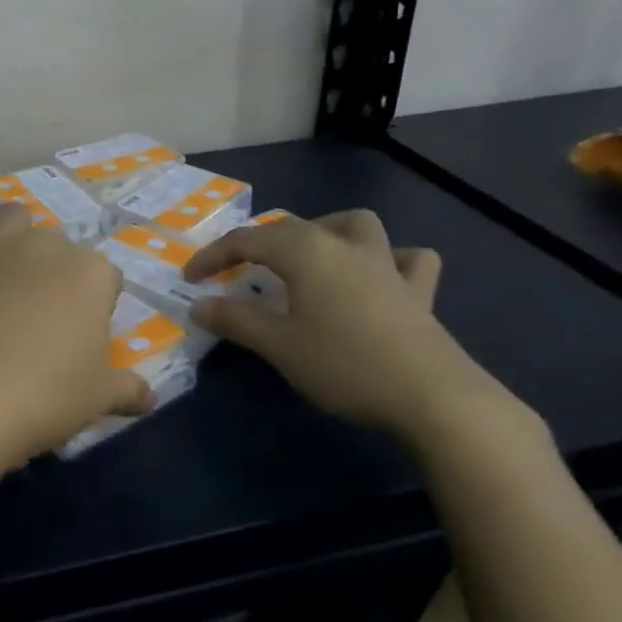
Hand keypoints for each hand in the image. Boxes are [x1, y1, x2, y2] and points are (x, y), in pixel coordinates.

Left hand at [0, 180, 151, 477]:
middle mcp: (47, 245)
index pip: (107, 278)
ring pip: (14, 217)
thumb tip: (151, 399)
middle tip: (42, 316)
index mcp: (91, 273)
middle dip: (56, 272)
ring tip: (8, 263)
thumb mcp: (98, 398)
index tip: (83, 336)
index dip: (97, 306)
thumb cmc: (43, 396)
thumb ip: (128, 389)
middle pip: (60, 247)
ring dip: (16, 232)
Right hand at [184, 209, 500, 443]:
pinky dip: (390, 260)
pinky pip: (407, 260)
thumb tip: (199, 304)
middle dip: (259, 243)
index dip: (214, 256)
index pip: (247, 240)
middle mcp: (344, 245)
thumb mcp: (278, 345)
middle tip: (240, 272)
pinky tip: (380, 277)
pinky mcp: (418, 291)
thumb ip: (236, 320)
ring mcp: (386, 264)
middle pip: (293, 227)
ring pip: (355, 224)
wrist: (431, 396)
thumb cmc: (344, 365)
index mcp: (305, 251)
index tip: (190, 278)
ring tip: (310, 256)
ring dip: (327, 230)